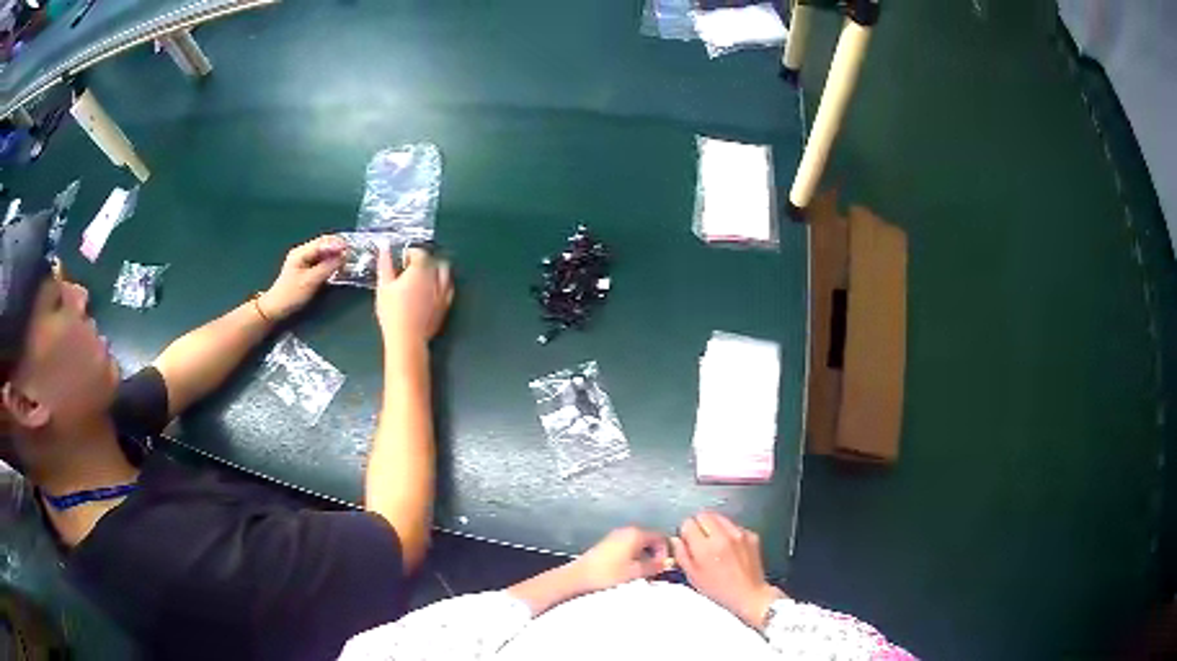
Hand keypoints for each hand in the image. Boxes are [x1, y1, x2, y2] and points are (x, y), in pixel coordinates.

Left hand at [259, 235, 346, 320]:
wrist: (276, 309)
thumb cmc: (291, 295)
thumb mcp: (310, 282)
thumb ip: (327, 267)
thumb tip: (343, 256)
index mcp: (301, 252)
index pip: (323, 242)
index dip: (337, 244)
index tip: (351, 249)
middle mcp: (303, 252)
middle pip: (324, 243)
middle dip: (338, 246)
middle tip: (353, 252)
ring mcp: (304, 259)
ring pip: (324, 251)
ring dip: (336, 253)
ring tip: (349, 258)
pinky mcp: (306, 268)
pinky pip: (322, 259)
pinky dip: (331, 260)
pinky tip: (338, 265)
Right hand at [375, 246, 453, 344]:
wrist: (407, 339)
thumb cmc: (392, 312)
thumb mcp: (383, 286)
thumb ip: (385, 264)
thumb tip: (384, 247)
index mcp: (420, 269)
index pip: (419, 252)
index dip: (410, 254)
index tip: (402, 261)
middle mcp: (435, 277)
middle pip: (434, 260)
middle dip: (424, 261)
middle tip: (412, 269)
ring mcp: (443, 291)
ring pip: (445, 273)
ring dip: (436, 271)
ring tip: (424, 278)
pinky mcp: (446, 305)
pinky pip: (449, 289)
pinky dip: (442, 285)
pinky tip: (432, 291)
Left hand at [571, 526, 670, 592]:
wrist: (578, 577)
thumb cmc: (606, 574)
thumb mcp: (635, 572)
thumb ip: (654, 566)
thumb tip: (666, 563)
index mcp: (635, 534)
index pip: (661, 537)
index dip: (666, 552)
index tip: (664, 566)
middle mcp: (626, 532)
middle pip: (650, 541)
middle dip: (655, 556)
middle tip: (655, 573)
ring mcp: (615, 538)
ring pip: (639, 546)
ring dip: (644, 559)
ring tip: (642, 576)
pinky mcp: (607, 546)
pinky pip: (628, 549)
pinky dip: (633, 559)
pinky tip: (630, 573)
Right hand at [671, 512, 784, 629]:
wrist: (749, 594)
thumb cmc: (718, 589)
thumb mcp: (693, 576)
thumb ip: (681, 554)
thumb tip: (676, 539)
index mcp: (706, 548)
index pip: (688, 523)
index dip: (685, 532)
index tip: (687, 540)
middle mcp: (723, 536)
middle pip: (704, 514)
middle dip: (699, 525)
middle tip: (699, 540)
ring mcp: (740, 533)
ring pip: (720, 517)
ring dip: (714, 526)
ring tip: (715, 544)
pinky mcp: (751, 534)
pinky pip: (734, 525)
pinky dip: (729, 532)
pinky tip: (730, 548)